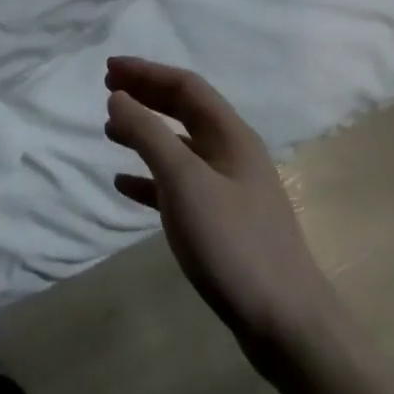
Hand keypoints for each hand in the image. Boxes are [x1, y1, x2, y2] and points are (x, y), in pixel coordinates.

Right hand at [105, 57, 342, 377]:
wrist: (286, 324)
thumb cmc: (233, 242)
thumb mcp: (184, 181)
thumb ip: (148, 134)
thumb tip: (117, 96)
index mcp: (231, 136)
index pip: (186, 86)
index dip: (146, 72)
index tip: (109, 69)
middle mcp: (232, 154)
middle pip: (184, 111)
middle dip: (146, 96)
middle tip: (107, 90)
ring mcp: (229, 189)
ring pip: (180, 146)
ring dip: (145, 133)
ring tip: (109, 132)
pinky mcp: (222, 222)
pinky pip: (179, 185)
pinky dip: (149, 177)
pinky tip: (124, 185)